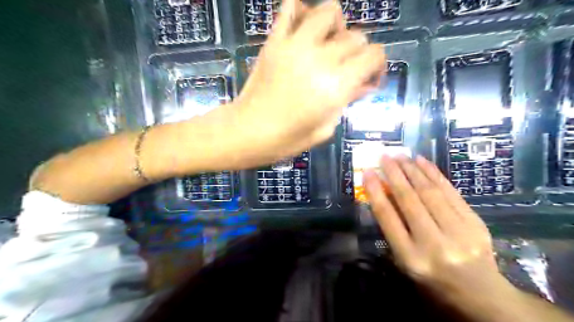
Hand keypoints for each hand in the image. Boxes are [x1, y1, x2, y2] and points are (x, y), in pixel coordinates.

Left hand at [230, 0, 384, 167]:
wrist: (247, 132)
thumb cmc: (286, 140)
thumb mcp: (324, 129)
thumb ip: (346, 102)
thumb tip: (363, 85)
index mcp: (336, 85)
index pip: (373, 55)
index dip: (378, 65)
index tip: (369, 78)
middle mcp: (321, 59)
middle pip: (356, 36)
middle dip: (358, 53)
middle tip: (347, 69)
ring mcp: (296, 45)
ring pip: (330, 11)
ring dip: (336, 26)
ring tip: (329, 44)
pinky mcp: (275, 41)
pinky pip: (290, 7)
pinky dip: (302, 11)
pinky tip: (304, 29)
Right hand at [362, 157, 510, 305]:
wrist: (479, 293)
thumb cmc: (431, 278)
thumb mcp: (404, 259)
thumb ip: (393, 228)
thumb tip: (384, 192)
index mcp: (410, 257)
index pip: (388, 217)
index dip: (375, 192)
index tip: (368, 172)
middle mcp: (434, 244)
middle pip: (409, 201)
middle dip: (394, 174)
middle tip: (385, 156)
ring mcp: (459, 233)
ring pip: (430, 193)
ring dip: (413, 170)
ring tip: (401, 156)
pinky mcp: (475, 223)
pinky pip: (451, 192)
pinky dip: (434, 174)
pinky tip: (423, 162)